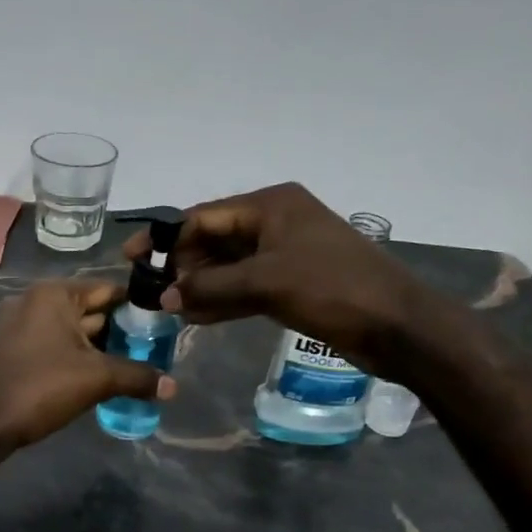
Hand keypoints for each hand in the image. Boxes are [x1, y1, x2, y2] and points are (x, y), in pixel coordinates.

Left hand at [0, 280, 175, 449]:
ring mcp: (17, 326)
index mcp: (54, 294)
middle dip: (119, 332)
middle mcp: (33, 301)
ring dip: (97, 350)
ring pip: (70, 332)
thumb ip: (137, 377)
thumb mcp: (96, 379)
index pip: (108, 290)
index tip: (162, 327)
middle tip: (152, 353)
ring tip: (130, 370)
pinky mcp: (9, 351)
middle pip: (89, 311)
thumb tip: (173, 386)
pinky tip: (94, 382)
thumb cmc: (38, 387)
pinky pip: (51, 348)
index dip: (137, 307)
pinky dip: (73, 359)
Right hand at [123, 182, 431, 372]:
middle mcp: (275, 223)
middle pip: (214, 240)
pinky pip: (245, 288)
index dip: (166, 238)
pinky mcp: (292, 284)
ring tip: (167, 310)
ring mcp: (284, 255)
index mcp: (271, 205)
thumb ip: (210, 285)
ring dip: (200, 286)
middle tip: (150, 293)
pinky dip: (222, 301)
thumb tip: (164, 296)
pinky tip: (195, 318)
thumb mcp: (266, 282)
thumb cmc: (332, 288)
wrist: (397, 326)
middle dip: (182, 266)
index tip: (133, 259)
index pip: (204, 217)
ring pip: (229, 267)